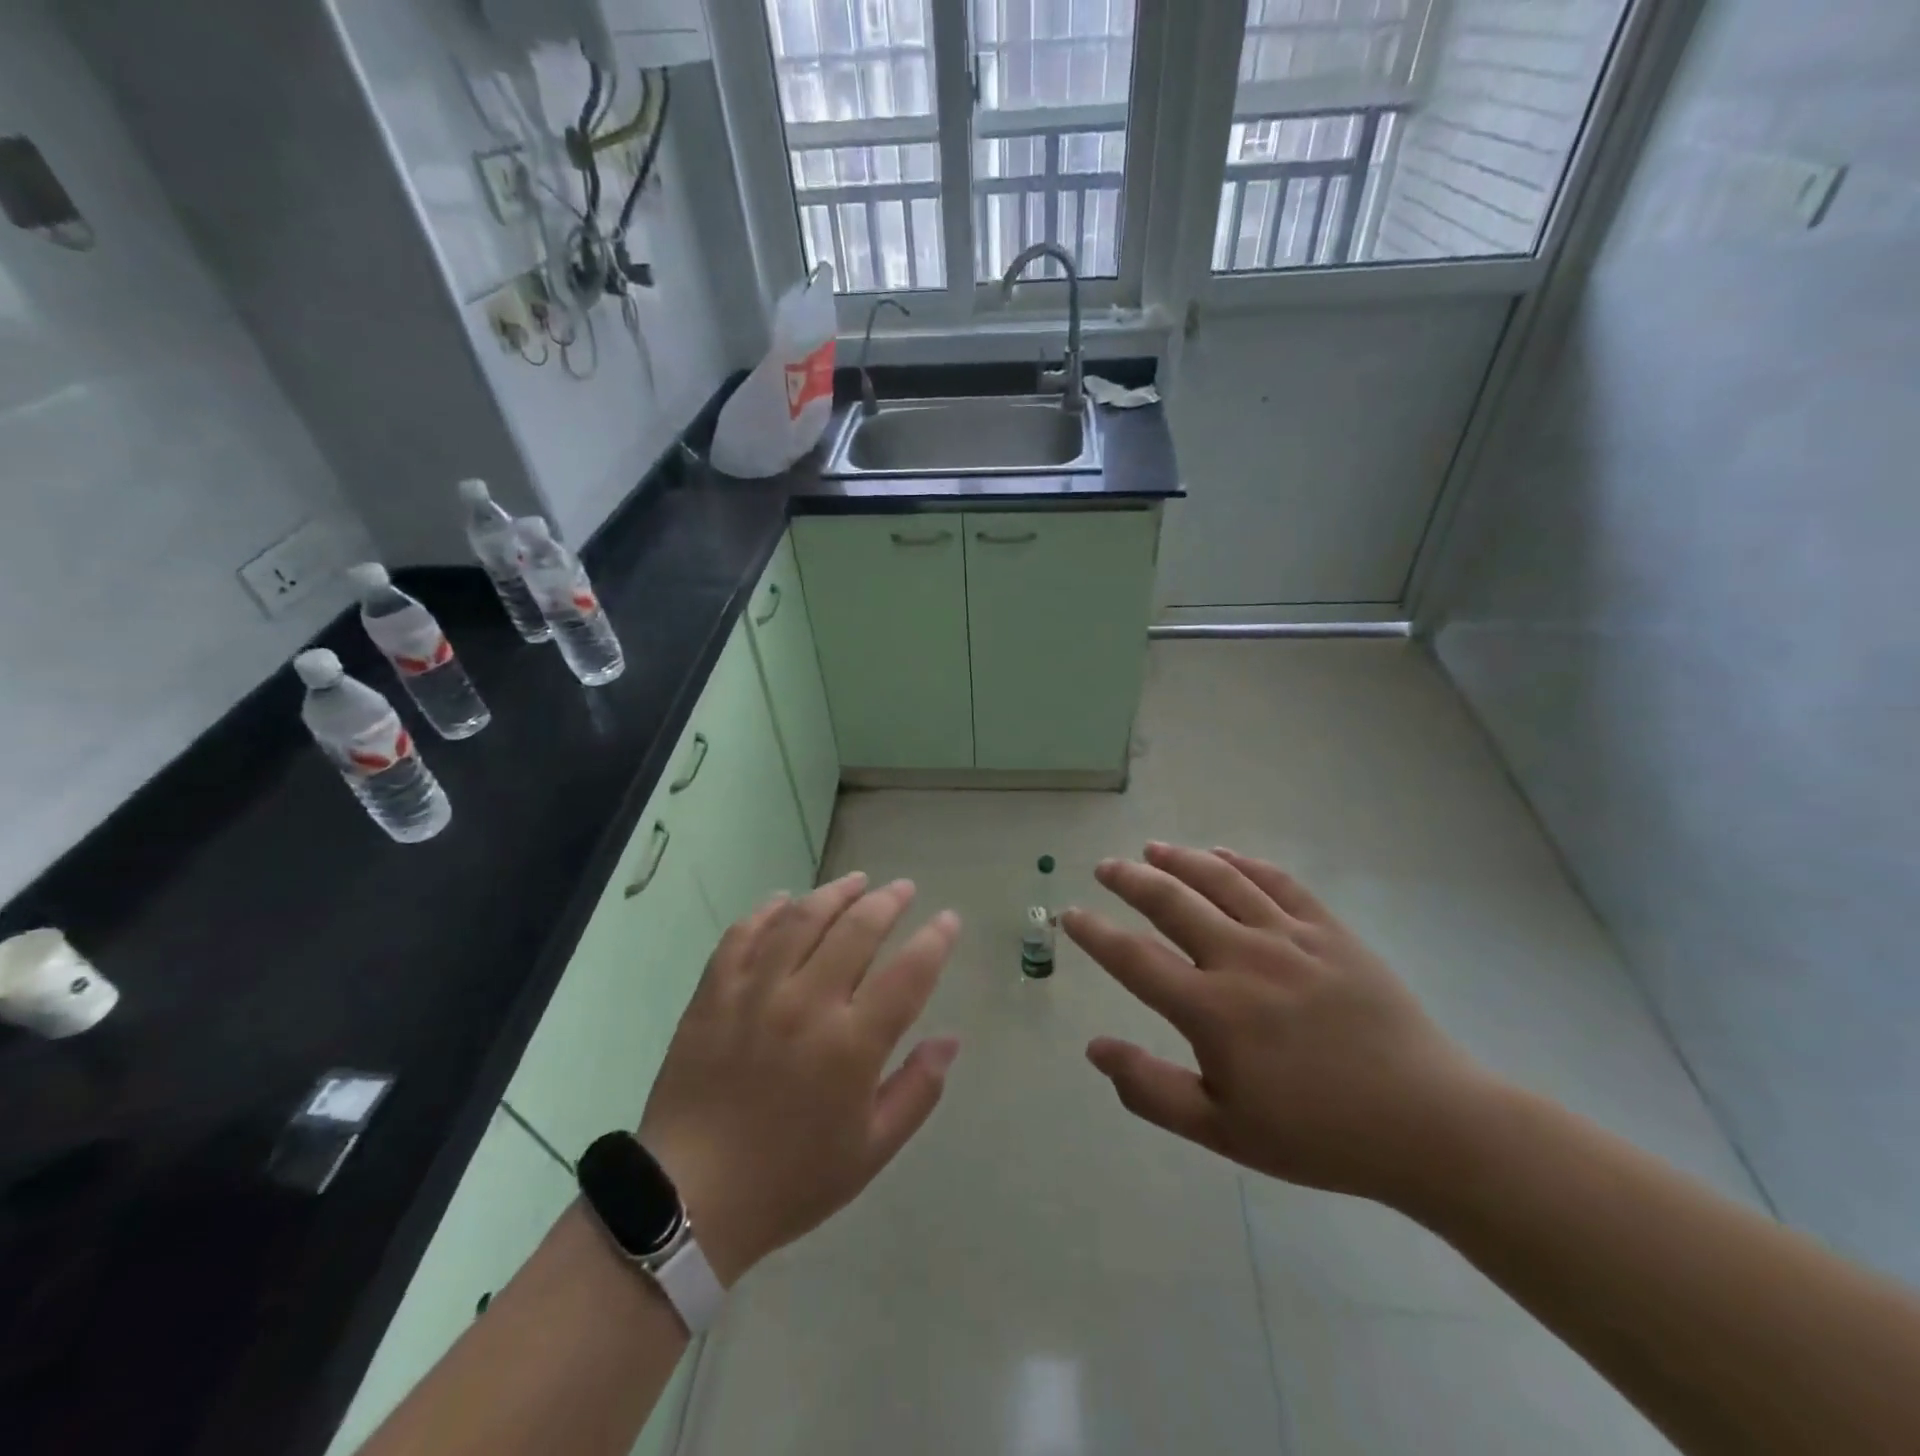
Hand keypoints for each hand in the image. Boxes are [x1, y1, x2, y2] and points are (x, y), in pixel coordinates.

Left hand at [639, 873, 960, 1285]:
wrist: (689, 1199)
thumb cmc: (790, 1180)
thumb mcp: (870, 1152)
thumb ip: (917, 1091)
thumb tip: (950, 1039)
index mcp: (851, 1045)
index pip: (908, 973)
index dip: (935, 940)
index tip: (948, 919)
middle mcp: (807, 1004)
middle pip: (857, 930)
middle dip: (888, 901)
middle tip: (904, 888)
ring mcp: (755, 992)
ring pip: (802, 919)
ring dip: (835, 893)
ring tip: (856, 881)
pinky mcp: (714, 993)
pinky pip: (743, 934)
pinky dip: (767, 911)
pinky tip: (784, 901)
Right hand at [1063, 843, 1494, 1208]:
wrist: (1427, 1125)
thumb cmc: (1317, 1135)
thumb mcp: (1223, 1132)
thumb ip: (1151, 1090)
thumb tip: (1094, 1049)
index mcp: (1212, 1010)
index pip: (1133, 958)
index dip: (1095, 933)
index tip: (1071, 915)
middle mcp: (1242, 959)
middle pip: (1171, 901)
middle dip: (1129, 879)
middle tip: (1105, 866)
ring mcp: (1289, 938)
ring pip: (1221, 880)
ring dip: (1180, 860)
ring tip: (1152, 850)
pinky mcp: (1329, 931)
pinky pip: (1277, 882)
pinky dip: (1243, 862)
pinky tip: (1223, 854)